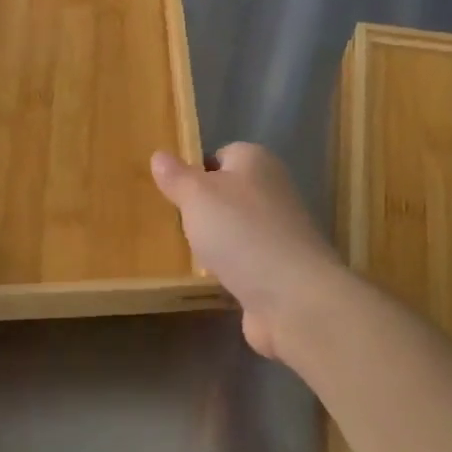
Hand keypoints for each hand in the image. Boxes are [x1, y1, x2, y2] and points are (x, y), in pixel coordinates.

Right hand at [151, 143, 346, 360]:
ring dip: (214, 241)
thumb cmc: (240, 232)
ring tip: (184, 252)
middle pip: (228, 193)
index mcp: (256, 162)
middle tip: (172, 222)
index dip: (196, 170)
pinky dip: (228, 268)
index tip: (171, 191)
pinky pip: (245, 260)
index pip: (222, 154)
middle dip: (202, 208)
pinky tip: (209, 278)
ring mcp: (280, 232)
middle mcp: (273, 190)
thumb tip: (159, 155)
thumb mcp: (196, 196)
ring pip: (236, 228)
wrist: (292, 297)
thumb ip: (177, 176)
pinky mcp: (280, 268)